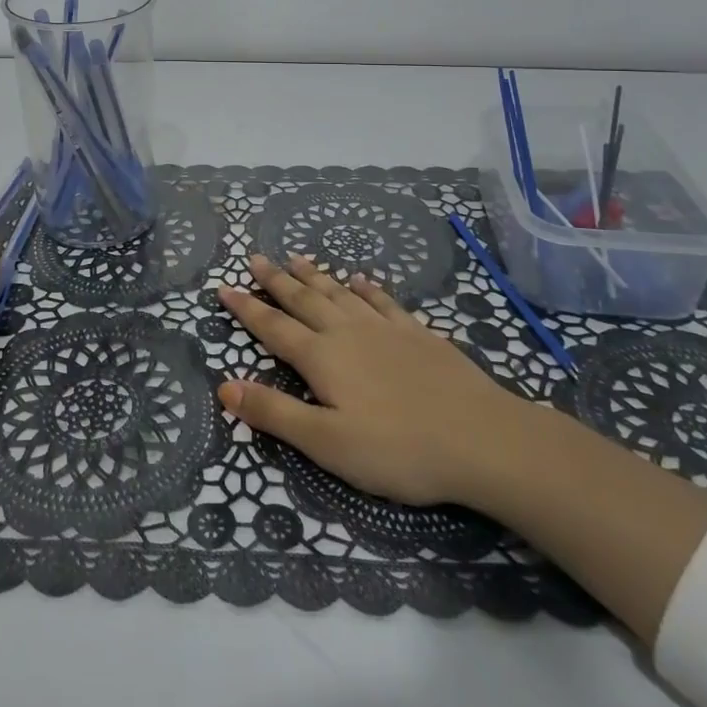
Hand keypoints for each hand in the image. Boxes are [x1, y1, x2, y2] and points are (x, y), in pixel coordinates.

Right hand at [216, 254, 543, 509]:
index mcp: (322, 358)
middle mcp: (348, 333)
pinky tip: (362, 280)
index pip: (273, 328)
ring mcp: (385, 329)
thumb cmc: (398, 449)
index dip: (246, 309)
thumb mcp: (327, 444)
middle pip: (304, 300)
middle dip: (276, 280)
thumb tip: (225, 387)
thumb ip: (275, 414)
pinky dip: (367, 288)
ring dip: (315, 275)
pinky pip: (384, 302)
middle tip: (255, 258)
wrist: (482, 439)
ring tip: (296, 257)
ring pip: (340, 293)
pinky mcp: (418, 334)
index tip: (224, 287)